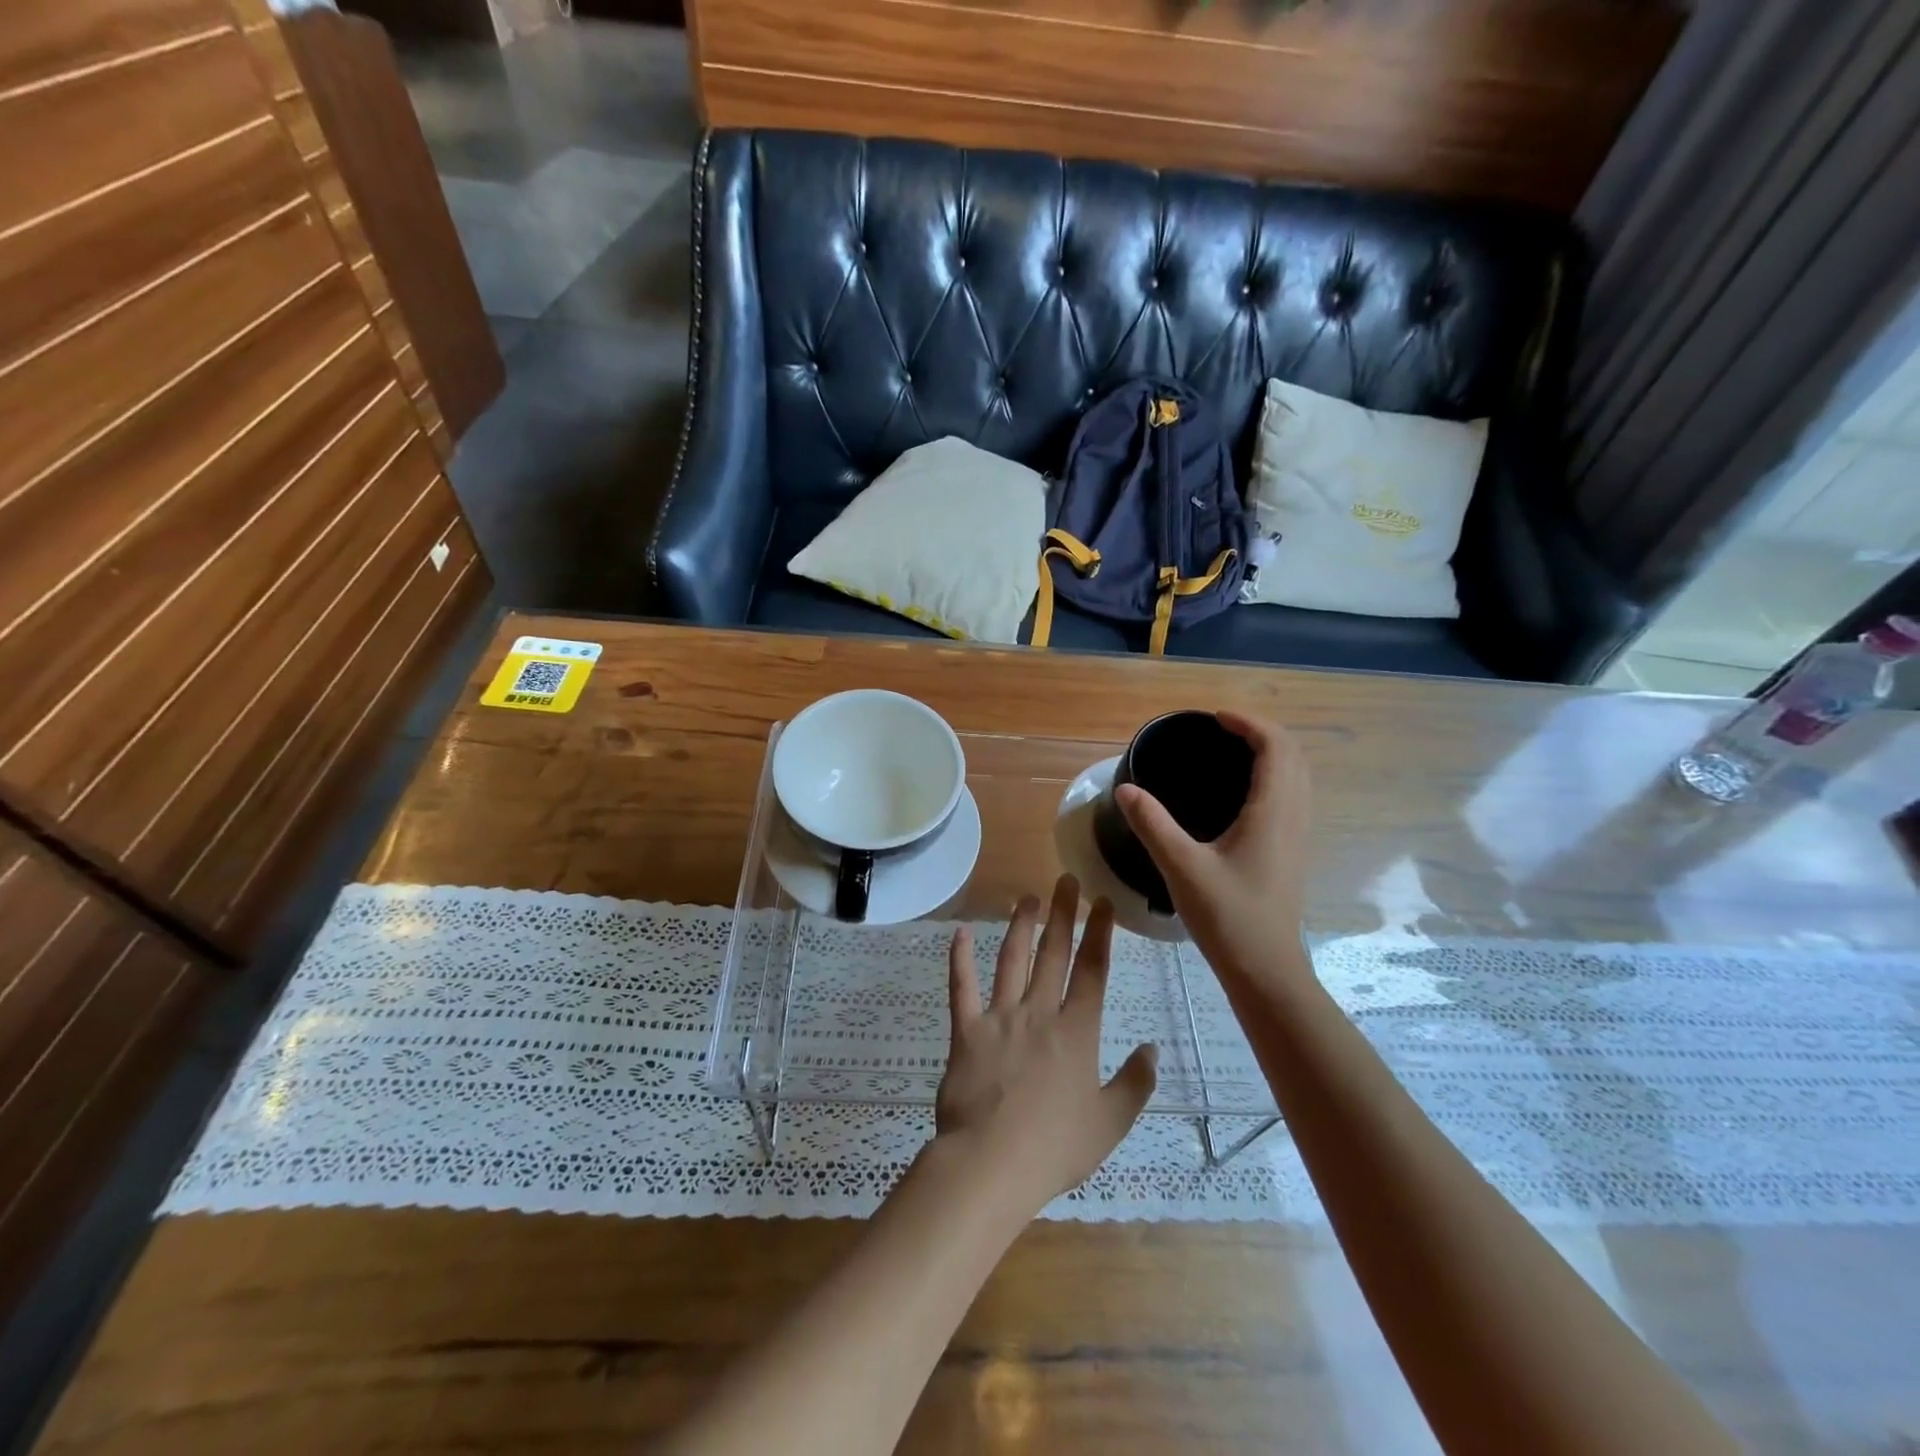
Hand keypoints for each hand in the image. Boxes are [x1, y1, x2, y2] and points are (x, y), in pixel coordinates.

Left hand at [934, 876, 1156, 1215]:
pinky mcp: (966, 1031)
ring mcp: (1000, 1018)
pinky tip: (960, 933)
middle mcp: (1039, 1013)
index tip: (1102, 901)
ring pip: (1011, 960)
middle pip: (1053, 954)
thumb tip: (1152, 1047)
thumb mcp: (1110, 1123)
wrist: (991, 1163)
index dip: (1099, 932)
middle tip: (1065, 880)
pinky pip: (961, 988)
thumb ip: (1135, 1083)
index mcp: (1077, 1032)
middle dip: (1062, 914)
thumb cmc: (1055, 1147)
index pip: (1093, 970)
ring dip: (1020, 926)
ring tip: (1026, 898)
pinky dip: (959, 960)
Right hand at [1115, 712, 1313, 988]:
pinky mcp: (1290, 851)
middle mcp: (1292, 816)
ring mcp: (1296, 835)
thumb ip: (1152, 824)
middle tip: (1221, 729)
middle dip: (1262, 732)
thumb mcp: (1181, 867)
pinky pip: (1291, 796)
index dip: (1249, 723)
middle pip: (1293, 755)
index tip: (1215, 718)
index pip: (1276, 747)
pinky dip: (1273, 776)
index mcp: (1272, 811)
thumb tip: (1126, 789)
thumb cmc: (1228, 917)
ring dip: (1272, 753)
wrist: (1265, 969)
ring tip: (1231, 751)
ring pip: (1297, 776)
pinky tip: (1240, 793)